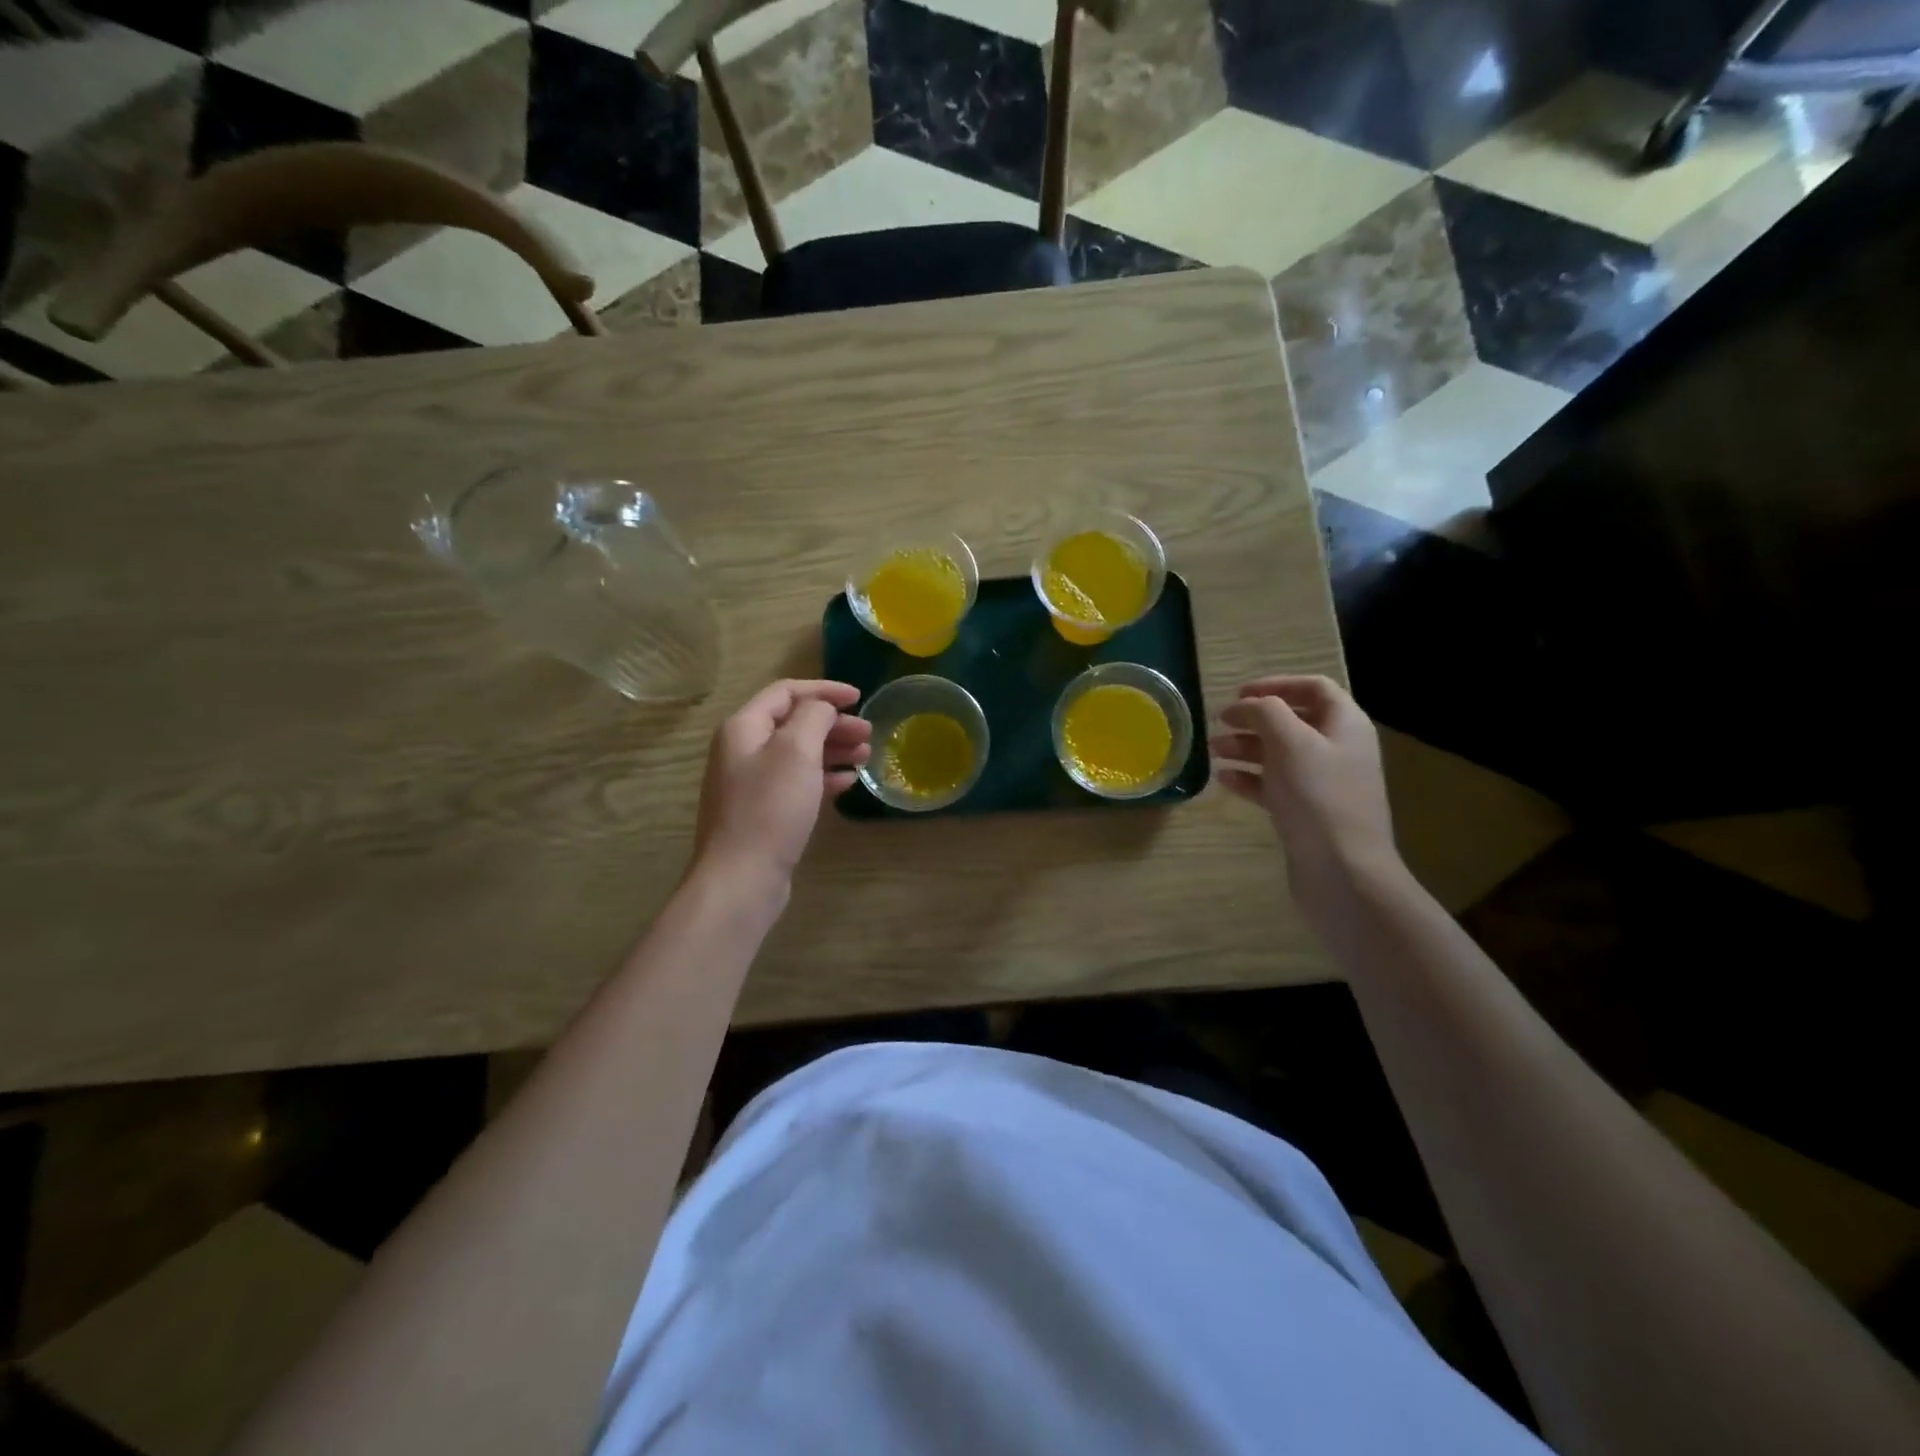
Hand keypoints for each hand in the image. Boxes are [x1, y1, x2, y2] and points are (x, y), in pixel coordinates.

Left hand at [693, 680, 871, 896]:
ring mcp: (751, 783)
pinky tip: (847, 782)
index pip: (786, 692)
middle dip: (833, 723)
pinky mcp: (763, 811)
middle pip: (793, 723)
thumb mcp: (797, 751)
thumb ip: (813, 717)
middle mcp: (743, 750)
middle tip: (868, 733)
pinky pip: (797, 782)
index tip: (859, 698)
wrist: (742, 877)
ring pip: (798, 754)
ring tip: (865, 756)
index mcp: (744, 727)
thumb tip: (823, 709)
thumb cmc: (770, 808)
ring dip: (832, 749)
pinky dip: (823, 776)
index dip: (823, 690)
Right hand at [1209, 675, 1401, 911]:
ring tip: (1213, 751)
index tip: (1238, 694)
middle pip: (1292, 721)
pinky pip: (1275, 785)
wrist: (1342, 870)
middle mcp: (1338, 749)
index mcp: (1345, 724)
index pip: (1313, 688)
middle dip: (1254, 719)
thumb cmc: (1317, 797)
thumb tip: (1249, 705)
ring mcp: (1323, 783)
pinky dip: (1250, 778)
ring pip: (1280, 754)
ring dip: (1246, 748)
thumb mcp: (1290, 742)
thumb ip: (1266, 712)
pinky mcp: (1307, 812)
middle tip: (1218, 722)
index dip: (1276, 684)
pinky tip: (1224, 780)